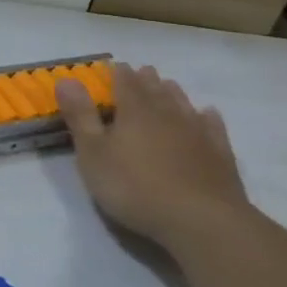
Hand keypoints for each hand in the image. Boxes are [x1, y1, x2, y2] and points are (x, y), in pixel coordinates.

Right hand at [55, 66, 255, 255]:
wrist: (201, 221)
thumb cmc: (135, 186)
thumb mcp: (93, 153)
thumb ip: (80, 116)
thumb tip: (65, 79)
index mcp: (134, 112)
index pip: (125, 83)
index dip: (118, 73)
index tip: (115, 65)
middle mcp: (168, 115)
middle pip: (156, 90)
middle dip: (146, 80)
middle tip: (143, 71)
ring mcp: (198, 134)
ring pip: (183, 105)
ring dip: (174, 93)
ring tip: (168, 85)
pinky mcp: (220, 155)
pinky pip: (213, 128)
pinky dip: (207, 118)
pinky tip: (207, 114)